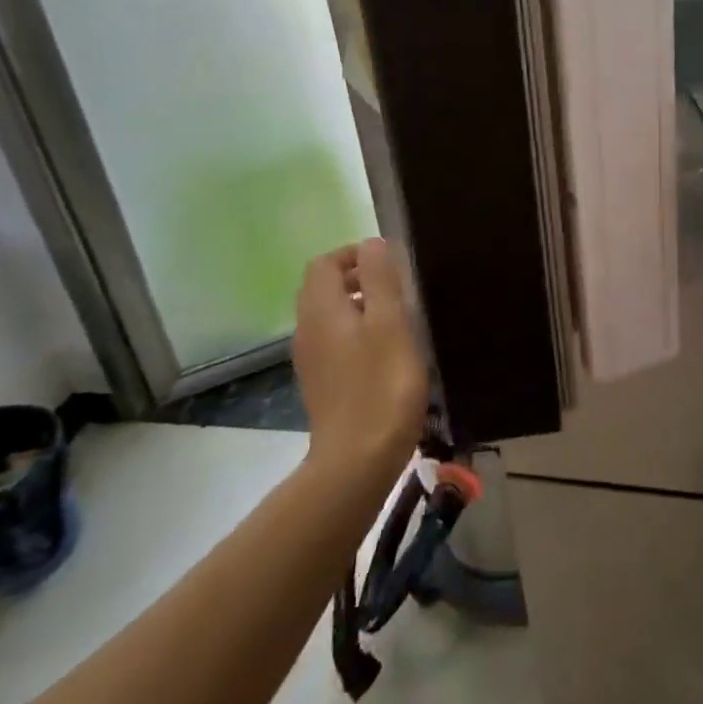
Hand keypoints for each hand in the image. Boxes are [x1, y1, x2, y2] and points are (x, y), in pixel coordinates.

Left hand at [293, 238, 428, 473]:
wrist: (357, 460)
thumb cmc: (381, 385)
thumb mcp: (390, 323)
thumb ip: (380, 278)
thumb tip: (372, 243)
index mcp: (321, 310)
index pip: (324, 263)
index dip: (354, 255)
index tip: (388, 263)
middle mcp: (307, 329)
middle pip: (321, 287)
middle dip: (355, 277)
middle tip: (394, 286)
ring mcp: (311, 359)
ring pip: (327, 315)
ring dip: (357, 304)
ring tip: (395, 316)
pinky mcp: (321, 382)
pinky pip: (332, 340)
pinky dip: (354, 330)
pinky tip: (383, 351)